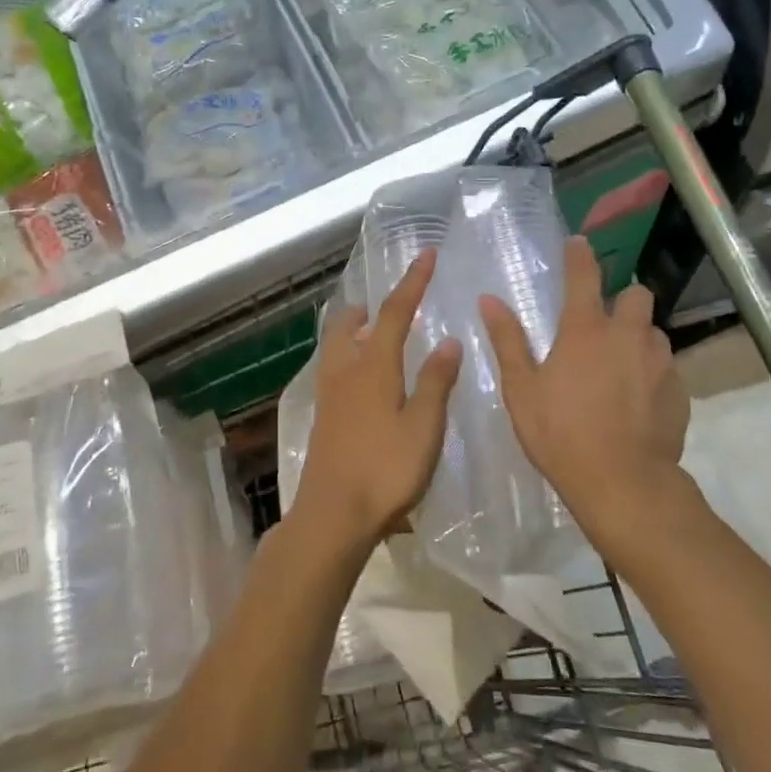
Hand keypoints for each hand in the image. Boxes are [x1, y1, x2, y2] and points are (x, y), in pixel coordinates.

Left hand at [296, 250, 462, 548]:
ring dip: (354, 331)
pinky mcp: (323, 418)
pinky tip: (364, 380)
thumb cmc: (385, 470)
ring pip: (336, 347)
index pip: (396, 312)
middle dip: (369, 307)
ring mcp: (329, 396)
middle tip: (389, 305)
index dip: (413, 282)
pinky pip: (333, 369)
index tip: (426, 255)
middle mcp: (345, 372)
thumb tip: (448, 340)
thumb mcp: (424, 426)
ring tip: (376, 335)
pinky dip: (349, 357)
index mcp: (373, 367)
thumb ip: (436, 381)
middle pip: (349, 324)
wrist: (332, 516)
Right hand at [481, 236, 689, 548]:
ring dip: (639, 339)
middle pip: (637, 294)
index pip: (584, 275)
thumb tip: (489, 300)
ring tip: (621, 368)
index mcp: (586, 329)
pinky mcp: (680, 390)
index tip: (578, 244)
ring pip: (654, 332)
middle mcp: (628, 335)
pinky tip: (638, 401)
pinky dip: (653, 374)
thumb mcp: (522, 389)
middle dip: (623, 300)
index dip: (579, 255)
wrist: (623, 484)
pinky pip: (667, 367)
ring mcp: (660, 362)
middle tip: (605, 325)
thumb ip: (508, 340)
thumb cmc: (561, 433)